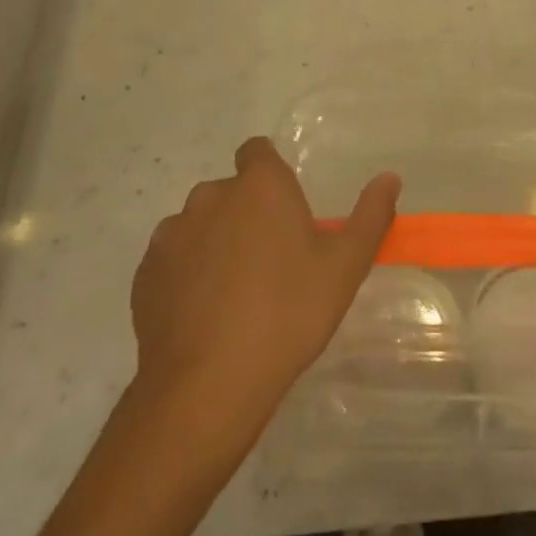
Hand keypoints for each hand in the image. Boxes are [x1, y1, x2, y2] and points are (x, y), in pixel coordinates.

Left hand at [129, 137, 398, 445]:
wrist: (209, 384)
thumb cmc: (288, 313)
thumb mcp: (345, 266)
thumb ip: (371, 216)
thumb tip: (390, 178)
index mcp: (260, 186)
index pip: (257, 151)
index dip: (270, 172)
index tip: (286, 207)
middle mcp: (211, 197)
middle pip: (230, 191)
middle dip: (247, 213)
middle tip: (271, 258)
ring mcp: (171, 235)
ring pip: (198, 225)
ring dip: (214, 242)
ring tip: (234, 291)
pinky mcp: (145, 274)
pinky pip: (171, 260)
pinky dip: (186, 275)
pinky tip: (204, 313)